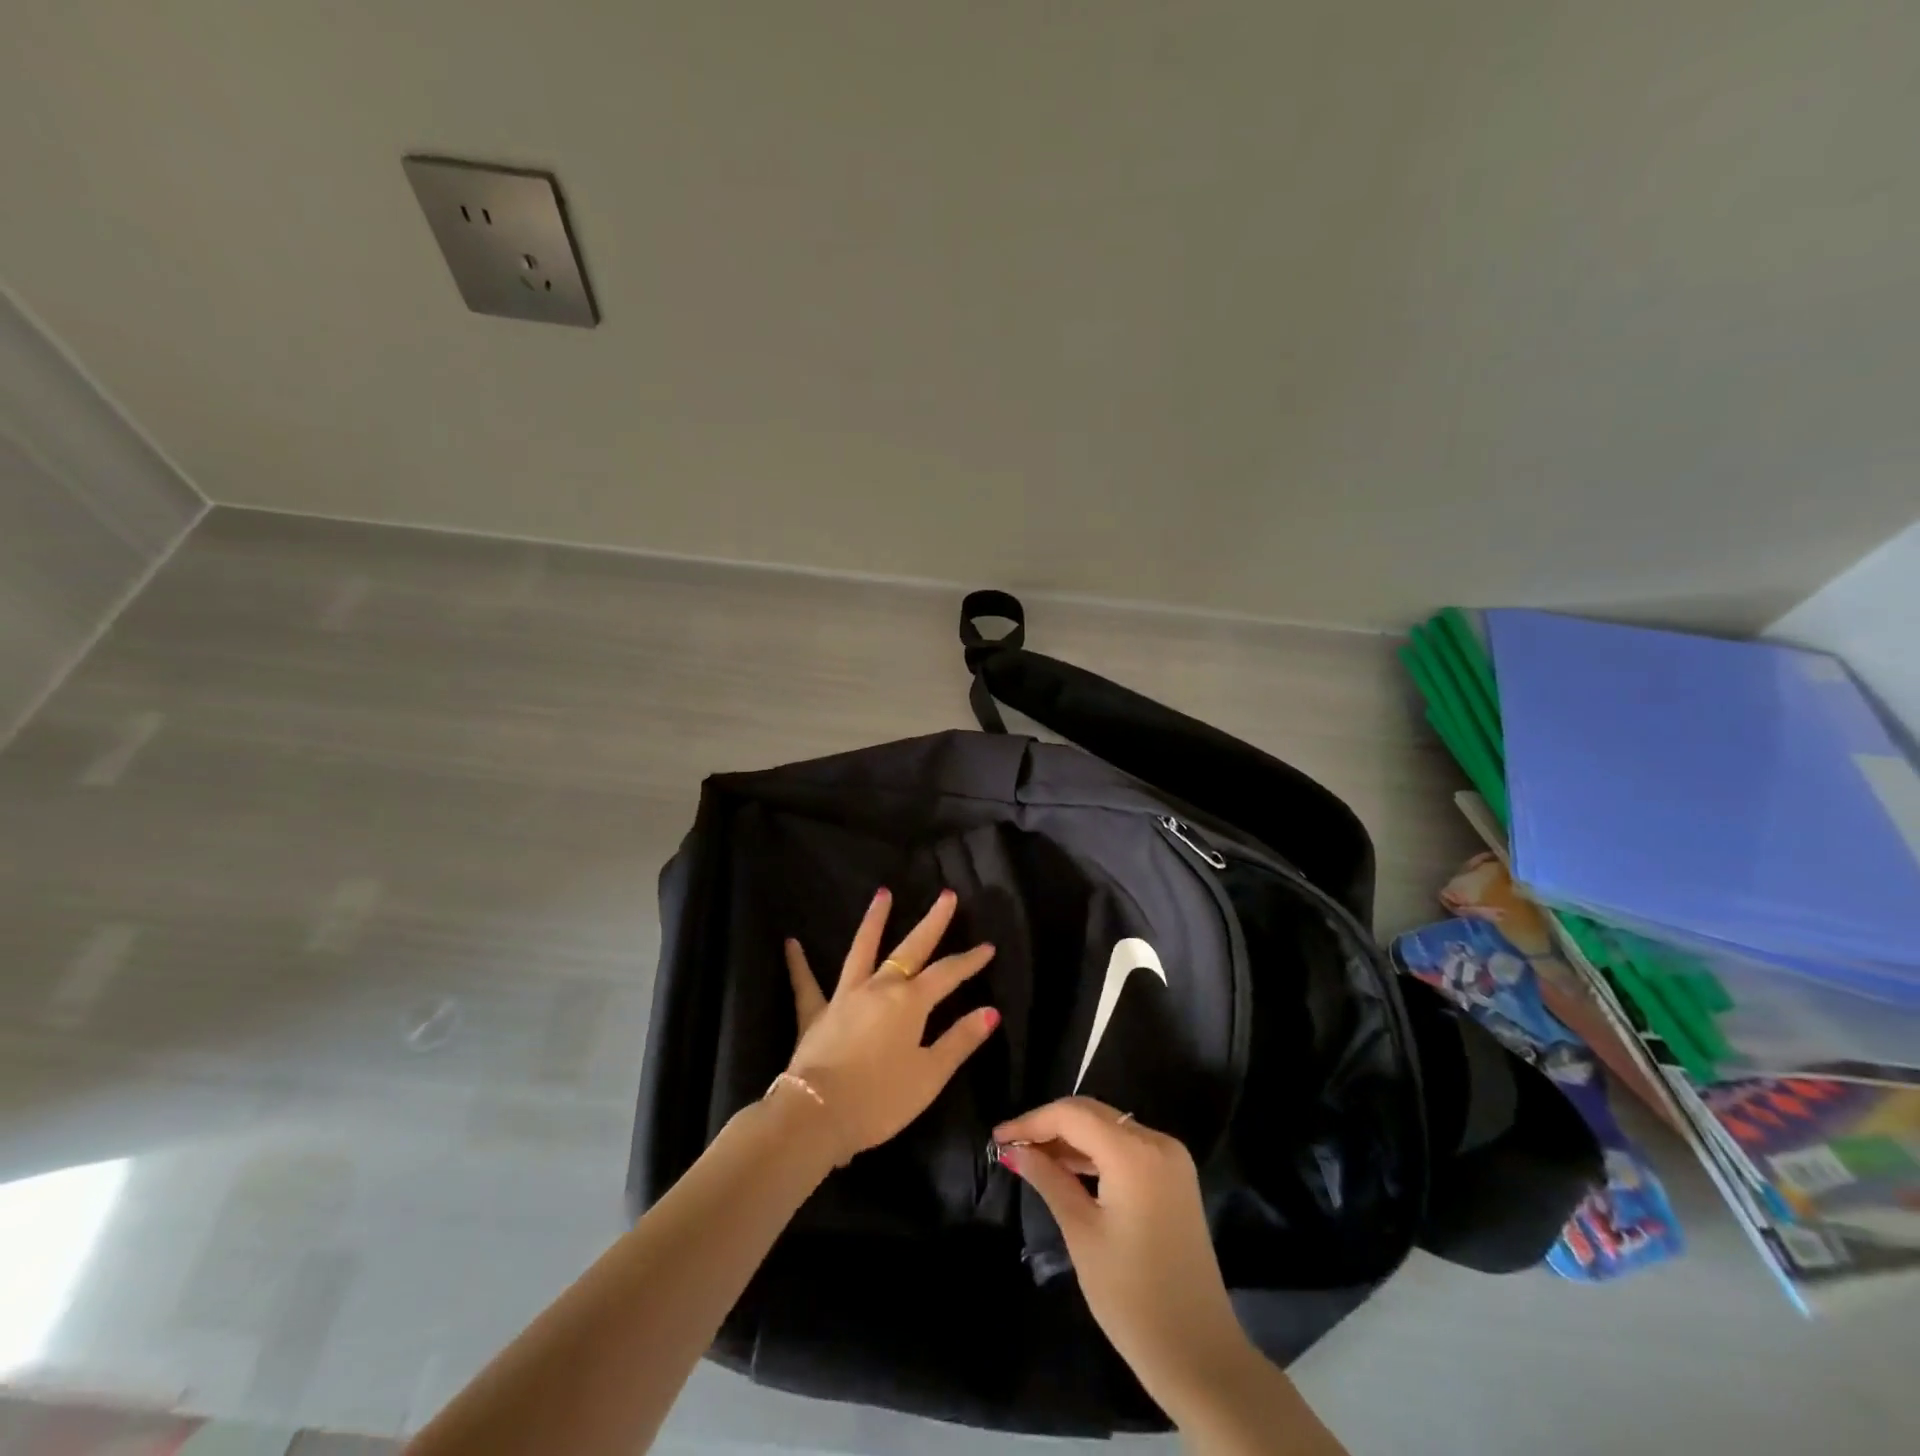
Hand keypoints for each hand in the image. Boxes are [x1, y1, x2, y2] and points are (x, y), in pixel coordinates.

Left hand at [782, 887, 999, 1165]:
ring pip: (862, 950)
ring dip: (874, 921)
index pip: (947, 974)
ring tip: (883, 893)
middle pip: (911, 949)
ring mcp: (844, 996)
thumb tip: (991, 1011)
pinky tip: (791, 943)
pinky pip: (806, 984)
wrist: (818, 1114)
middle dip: (932, 922)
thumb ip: (960, 1041)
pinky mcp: (815, 1014)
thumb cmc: (880, 1100)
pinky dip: (798, 964)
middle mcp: (879, 988)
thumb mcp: (930, 1075)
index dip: (969, 961)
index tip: (988, 947)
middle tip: (947, 896)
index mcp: (910, 1003)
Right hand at [993, 1097, 1252, 1411]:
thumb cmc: (1132, 1297)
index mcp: (1135, 1153)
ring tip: (1032, 1157)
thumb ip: (1048, 1180)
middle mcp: (1157, 1142)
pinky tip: (1067, 1169)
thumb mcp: (1082, 1234)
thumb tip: (1014, 1149)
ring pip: (1109, 1128)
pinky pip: (1126, 1147)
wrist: (1200, 1354)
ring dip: (1072, 1138)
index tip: (998, 1136)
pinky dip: (1096, 1153)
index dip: (1031, 1121)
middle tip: (1011, 1145)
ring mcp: (1171, 1158)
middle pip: (1092, 1114)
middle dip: (1050, 1125)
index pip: (1072, 1115)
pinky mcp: (1175, 1177)